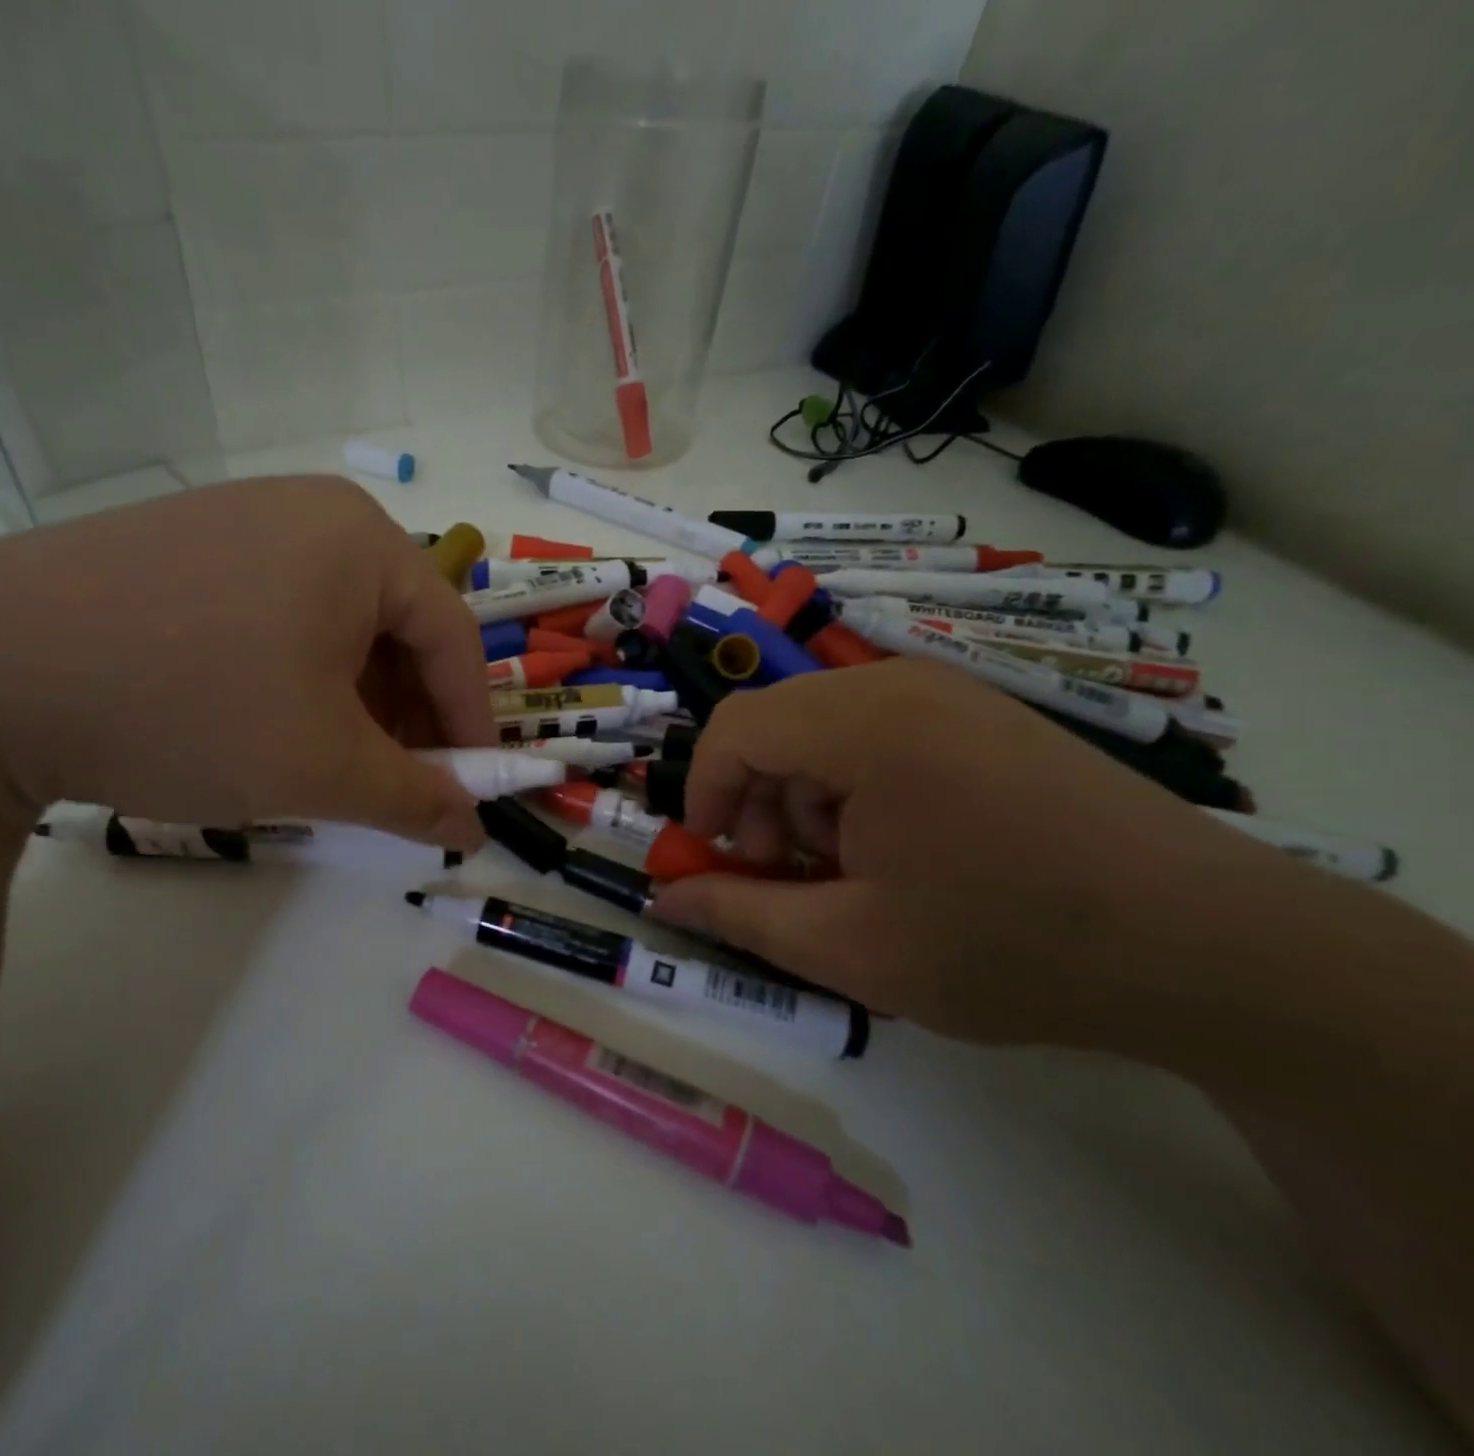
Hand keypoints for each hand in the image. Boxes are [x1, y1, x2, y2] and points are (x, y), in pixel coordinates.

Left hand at [0, 475, 496, 848]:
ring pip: (335, 624)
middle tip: (398, 783)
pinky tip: (264, 722)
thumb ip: (417, 800)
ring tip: (329, 762)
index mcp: (362, 540)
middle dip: (407, 715)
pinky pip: (276, 612)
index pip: (453, 638)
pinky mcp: (182, 545)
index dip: (473, 722)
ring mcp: (238, 521)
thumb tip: (473, 830)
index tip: (473, 789)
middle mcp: (309, 512)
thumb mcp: (323, 768)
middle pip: (395, 627)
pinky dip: (295, 675)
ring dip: (352, 700)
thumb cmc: (189, 709)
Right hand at [647, 660, 1296, 1043]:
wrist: (1211, 947)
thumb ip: (742, 915)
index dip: (704, 792)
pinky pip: (878, 734)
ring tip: (849, 873)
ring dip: (806, 798)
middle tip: (785, 877)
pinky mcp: (983, 718)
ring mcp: (949, 696)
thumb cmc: (1011, 945)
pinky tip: (900, 850)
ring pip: (824, 729)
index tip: (714, 859)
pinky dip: (856, 788)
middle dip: (756, 801)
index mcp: (863, 724)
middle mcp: (900, 686)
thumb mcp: (852, 947)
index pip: (735, 728)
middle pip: (777, 723)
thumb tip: (665, 899)